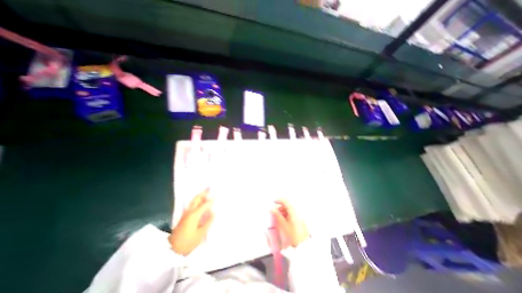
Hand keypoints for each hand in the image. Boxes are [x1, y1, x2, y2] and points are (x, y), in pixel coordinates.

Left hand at [170, 189, 213, 254]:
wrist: (171, 250)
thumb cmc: (188, 242)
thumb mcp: (201, 234)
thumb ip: (208, 222)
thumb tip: (213, 212)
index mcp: (195, 215)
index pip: (205, 204)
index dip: (212, 199)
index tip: (218, 194)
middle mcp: (190, 212)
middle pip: (197, 199)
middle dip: (203, 192)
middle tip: (209, 187)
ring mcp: (186, 214)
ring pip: (193, 201)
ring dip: (200, 195)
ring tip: (206, 192)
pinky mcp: (184, 217)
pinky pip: (191, 205)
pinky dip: (196, 200)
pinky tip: (199, 201)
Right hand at [272, 199, 306, 246]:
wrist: (303, 246)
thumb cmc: (294, 236)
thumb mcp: (283, 225)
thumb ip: (277, 215)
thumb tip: (271, 209)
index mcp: (293, 211)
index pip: (285, 201)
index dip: (278, 200)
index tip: (274, 202)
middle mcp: (297, 212)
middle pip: (287, 205)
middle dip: (280, 208)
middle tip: (274, 213)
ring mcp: (299, 217)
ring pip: (289, 210)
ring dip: (283, 212)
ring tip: (278, 219)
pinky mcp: (300, 221)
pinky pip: (292, 215)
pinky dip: (287, 216)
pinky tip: (284, 222)